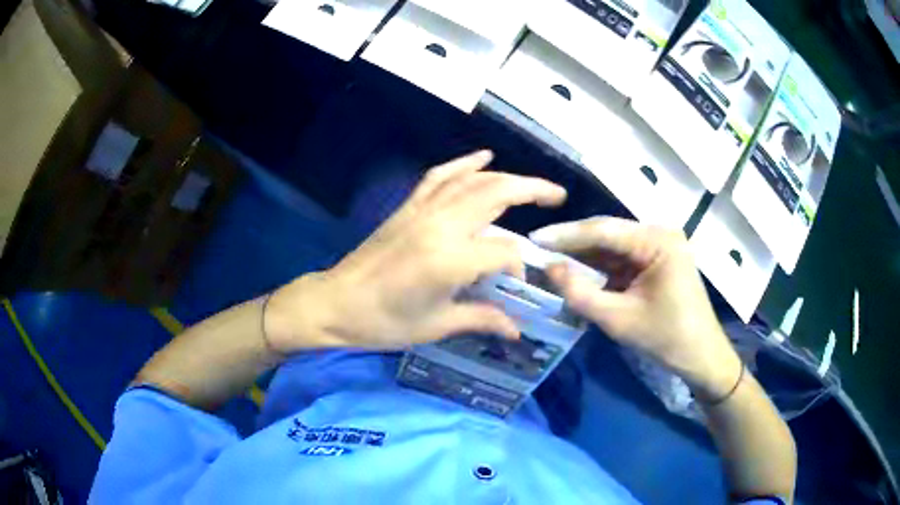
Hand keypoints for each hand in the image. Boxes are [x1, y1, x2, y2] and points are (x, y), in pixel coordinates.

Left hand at [265, 151, 566, 350]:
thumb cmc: (384, 322)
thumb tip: (517, 330)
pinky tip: (483, 157)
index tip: (515, 284)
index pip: (504, 251)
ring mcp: (423, 211)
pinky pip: (440, 176)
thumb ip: (482, 320)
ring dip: (507, 176)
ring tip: (532, 185)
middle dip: (533, 190)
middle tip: (558, 195)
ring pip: (473, 181)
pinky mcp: (408, 207)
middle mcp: (441, 226)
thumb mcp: (436, 326)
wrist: (336, 303)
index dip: (517, 267)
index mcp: (450, 260)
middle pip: (497, 194)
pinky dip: (463, 164)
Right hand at [530, 217, 741, 398]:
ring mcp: (659, 247)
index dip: (566, 235)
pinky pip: (622, 260)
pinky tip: (577, 274)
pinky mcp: (656, 262)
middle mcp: (659, 234)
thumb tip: (549, 268)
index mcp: (658, 240)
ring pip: (612, 247)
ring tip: (550, 262)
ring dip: (584, 257)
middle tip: (537, 251)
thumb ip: (581, 294)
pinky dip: (600, 269)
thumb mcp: (619, 320)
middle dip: (573, 245)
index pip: (604, 230)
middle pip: (607, 234)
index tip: (533, 239)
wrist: (701, 357)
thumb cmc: (667, 338)